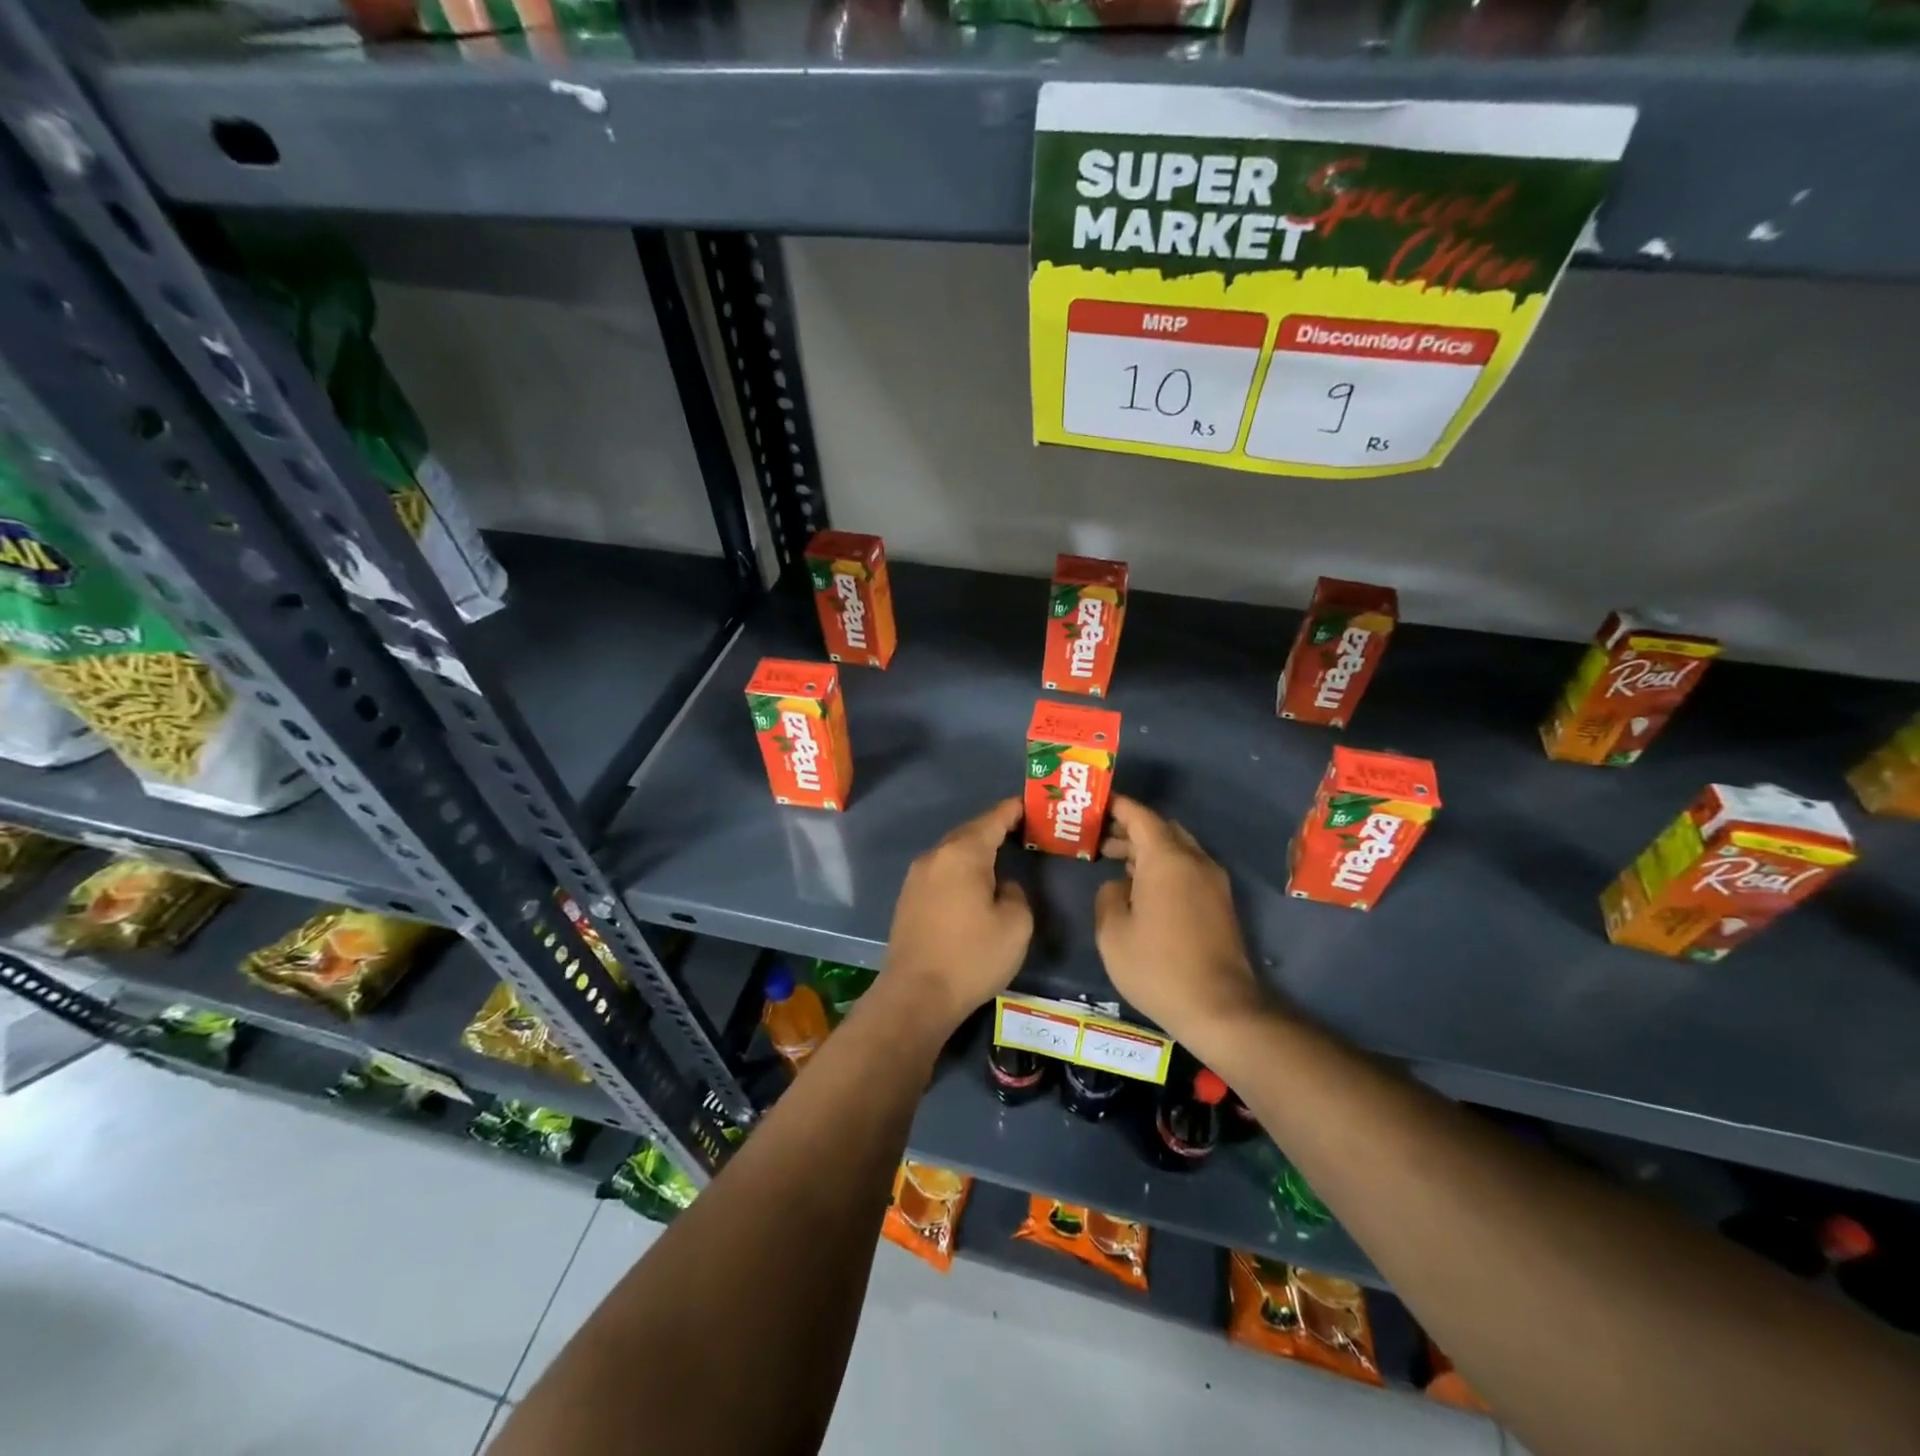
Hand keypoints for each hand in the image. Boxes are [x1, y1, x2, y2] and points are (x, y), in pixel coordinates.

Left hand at [884, 799, 1032, 1032]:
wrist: (916, 995)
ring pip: (952, 852)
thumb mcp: (1015, 925)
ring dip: (975, 850)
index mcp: (963, 854)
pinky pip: (941, 871)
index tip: (1030, 804)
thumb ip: (1015, 893)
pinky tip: (973, 884)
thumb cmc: (972, 957)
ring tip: (1000, 855)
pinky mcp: (908, 898)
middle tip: (1021, 830)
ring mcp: (917, 877)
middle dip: (994, 828)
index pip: (993, 819)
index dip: (1013, 810)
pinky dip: (960, 869)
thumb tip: (1001, 886)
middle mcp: (936, 856)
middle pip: (969, 832)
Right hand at [1095, 796, 1267, 1046]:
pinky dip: (1163, 866)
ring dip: (1147, 849)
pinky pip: (1187, 869)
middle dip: (1130, 828)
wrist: (1220, 1009)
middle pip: (1161, 829)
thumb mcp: (1113, 932)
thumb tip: (1118, 886)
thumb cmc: (1158, 967)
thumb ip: (1108, 896)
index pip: (1140, 816)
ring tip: (1114, 862)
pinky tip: (1141, 888)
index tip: (1094, 803)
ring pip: (1177, 849)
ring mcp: (1212, 882)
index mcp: (1167, 859)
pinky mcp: (1220, 903)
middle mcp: (1194, 861)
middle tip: (1099, 837)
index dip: (1117, 806)